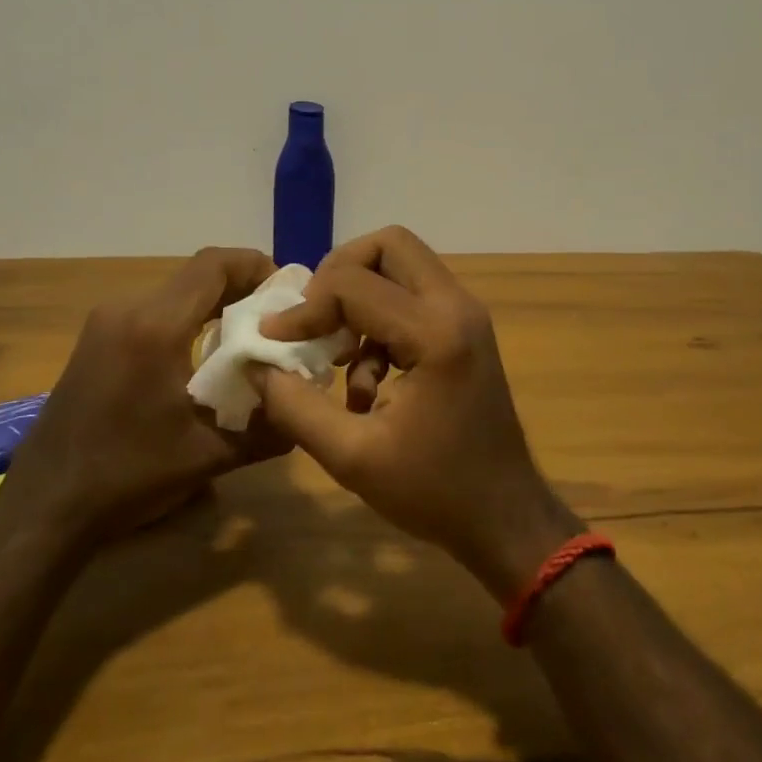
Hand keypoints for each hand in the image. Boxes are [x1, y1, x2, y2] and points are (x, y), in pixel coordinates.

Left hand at [6, 247, 286, 543]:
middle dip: (242, 288)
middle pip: (197, 275)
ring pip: (175, 292)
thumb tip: (307, 413)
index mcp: (155, 326)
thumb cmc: (127, 476)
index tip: (287, 292)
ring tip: (247, 338)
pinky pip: (153, 311)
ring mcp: (105, 322)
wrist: (43, 507)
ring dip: (214, 305)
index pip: (214, 265)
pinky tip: (203, 357)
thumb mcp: (208, 456)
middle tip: (276, 319)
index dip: (256, 266)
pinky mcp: (95, 340)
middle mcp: (127, 310)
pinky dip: (187, 319)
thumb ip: (267, 430)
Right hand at [249, 226, 581, 600]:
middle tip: (313, 318)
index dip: (304, 308)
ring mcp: (465, 314)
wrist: (505, 517)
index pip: (353, 284)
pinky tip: (368, 383)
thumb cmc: (434, 491)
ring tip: (337, 359)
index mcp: (435, 332)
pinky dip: (380, 322)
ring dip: (360, 299)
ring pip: (402, 265)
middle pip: (389, 245)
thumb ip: (296, 406)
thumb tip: (256, 365)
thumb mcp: (352, 457)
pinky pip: (413, 297)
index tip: (273, 339)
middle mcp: (456, 306)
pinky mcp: (464, 329)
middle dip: (340, 274)